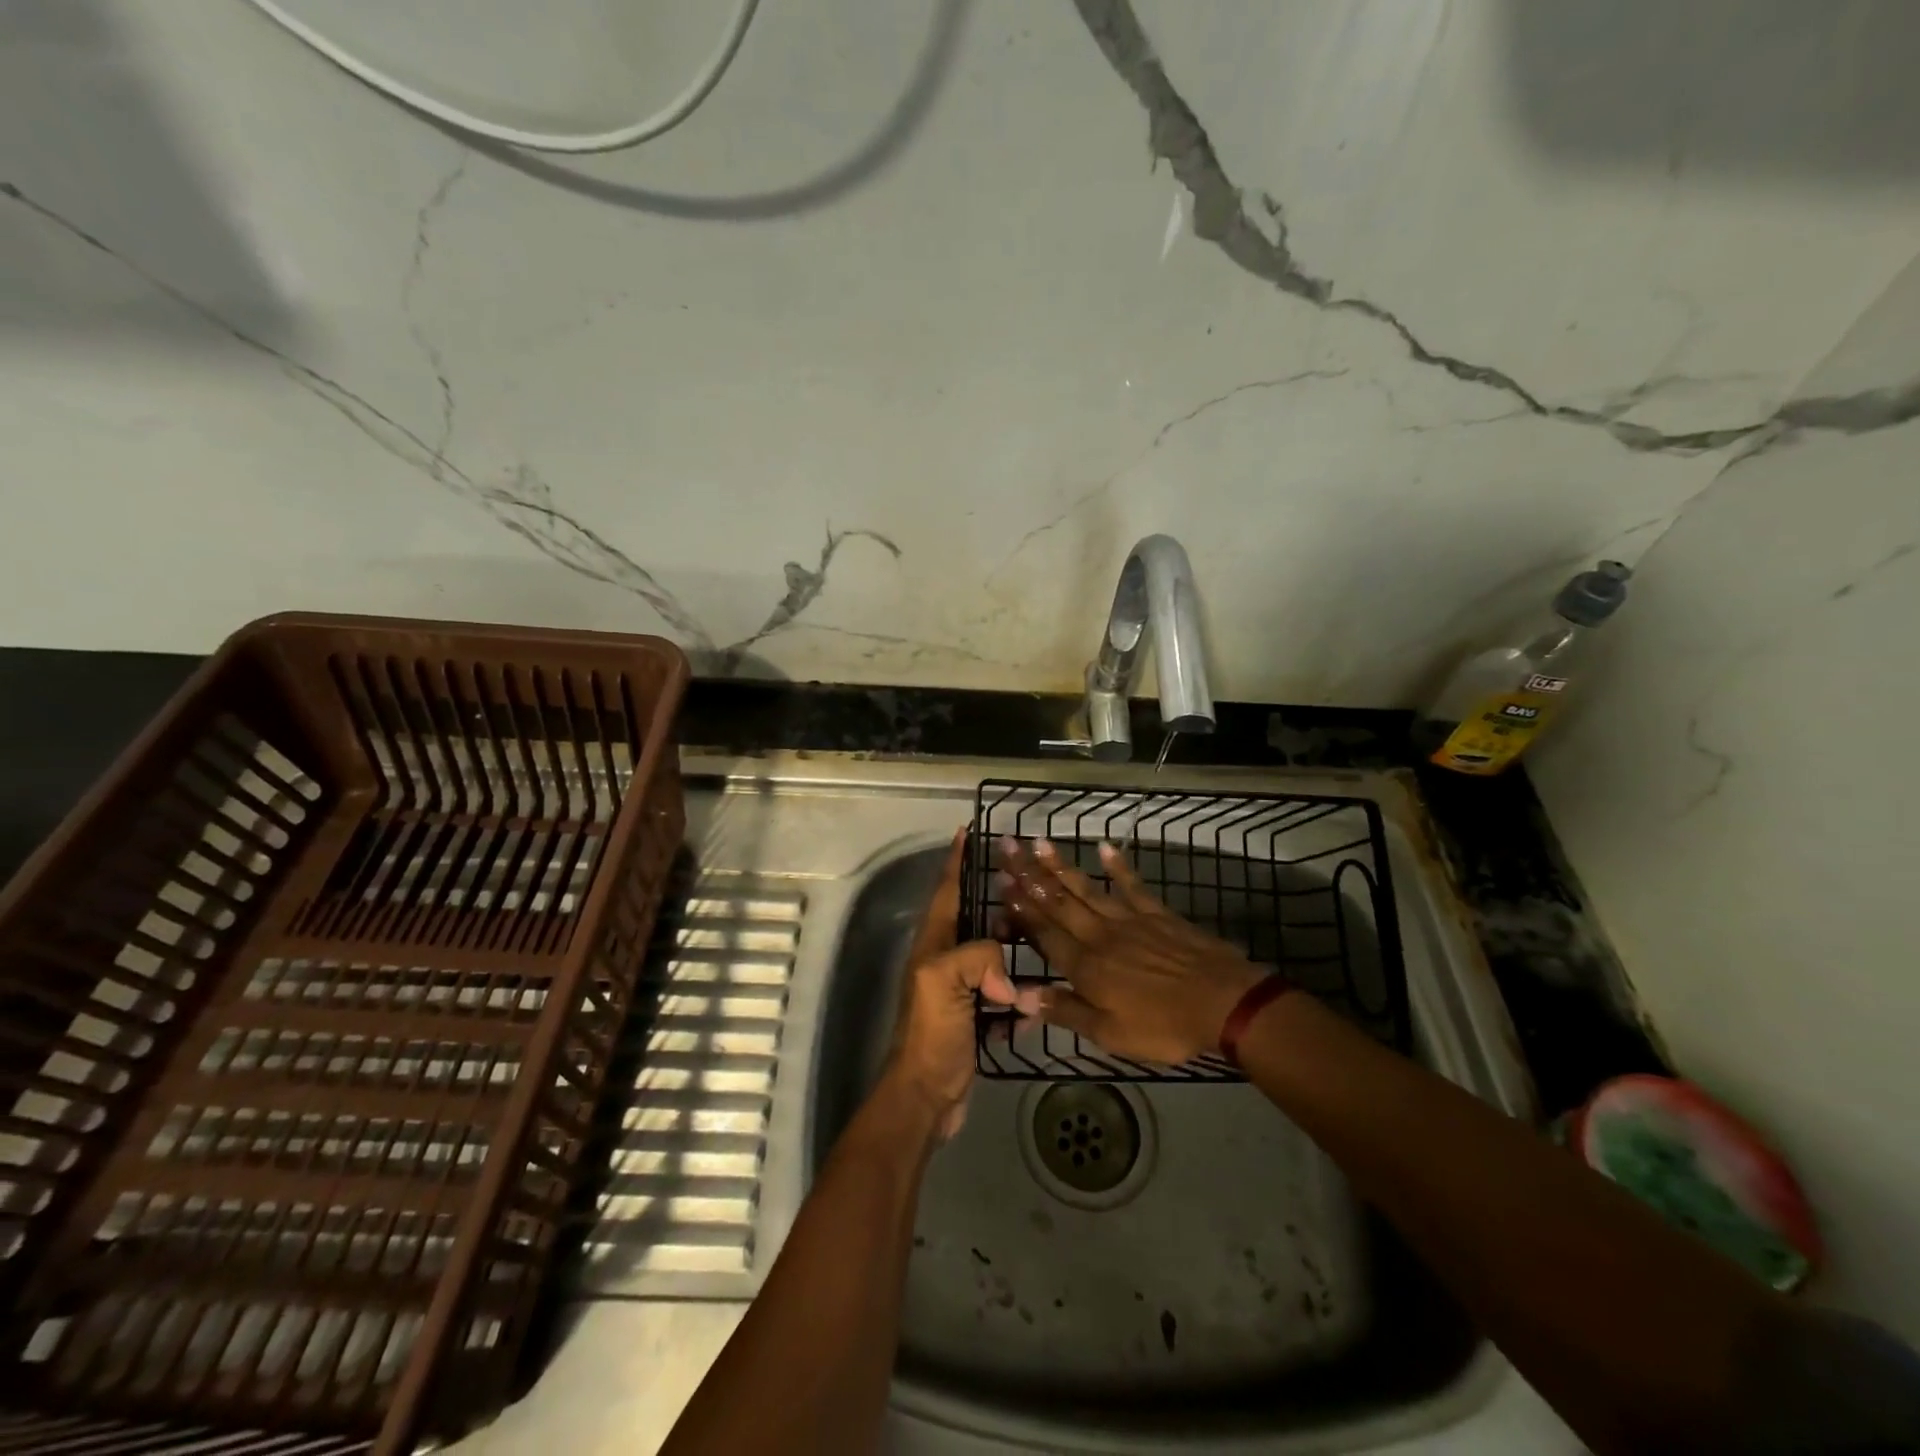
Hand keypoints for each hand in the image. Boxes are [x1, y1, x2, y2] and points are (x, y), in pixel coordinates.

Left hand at [887, 829, 1040, 1139]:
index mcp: (934, 944)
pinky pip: (1003, 999)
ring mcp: (961, 991)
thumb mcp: (944, 981)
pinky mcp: (976, 1019)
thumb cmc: (931, 1032)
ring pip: (993, 959)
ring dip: (1014, 952)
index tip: (968, 831)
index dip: (956, 860)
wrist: (926, 1096)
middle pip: (974, 920)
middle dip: (998, 903)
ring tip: (1042, 939)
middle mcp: (945, 960)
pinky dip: (1019, 1001)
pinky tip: (1036, 1005)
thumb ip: (978, 956)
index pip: (946, 890)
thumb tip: (1008, 976)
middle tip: (1027, 887)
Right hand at [997, 837, 1270, 1064]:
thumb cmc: (1164, 1025)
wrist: (1223, 1003)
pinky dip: (1118, 866)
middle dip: (1029, 874)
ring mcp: (1129, 919)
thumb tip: (1020, 996)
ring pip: (1087, 888)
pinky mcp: (1157, 913)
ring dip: (1061, 866)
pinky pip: (1132, 885)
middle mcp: (1100, 935)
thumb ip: (1065, 1011)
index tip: (1000, 883)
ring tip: (1038, 842)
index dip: (1020, 909)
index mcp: (1085, 966)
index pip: (1044, 933)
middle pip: (1058, 901)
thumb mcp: (1110, 1033)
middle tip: (1007, 846)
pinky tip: (1104, 847)